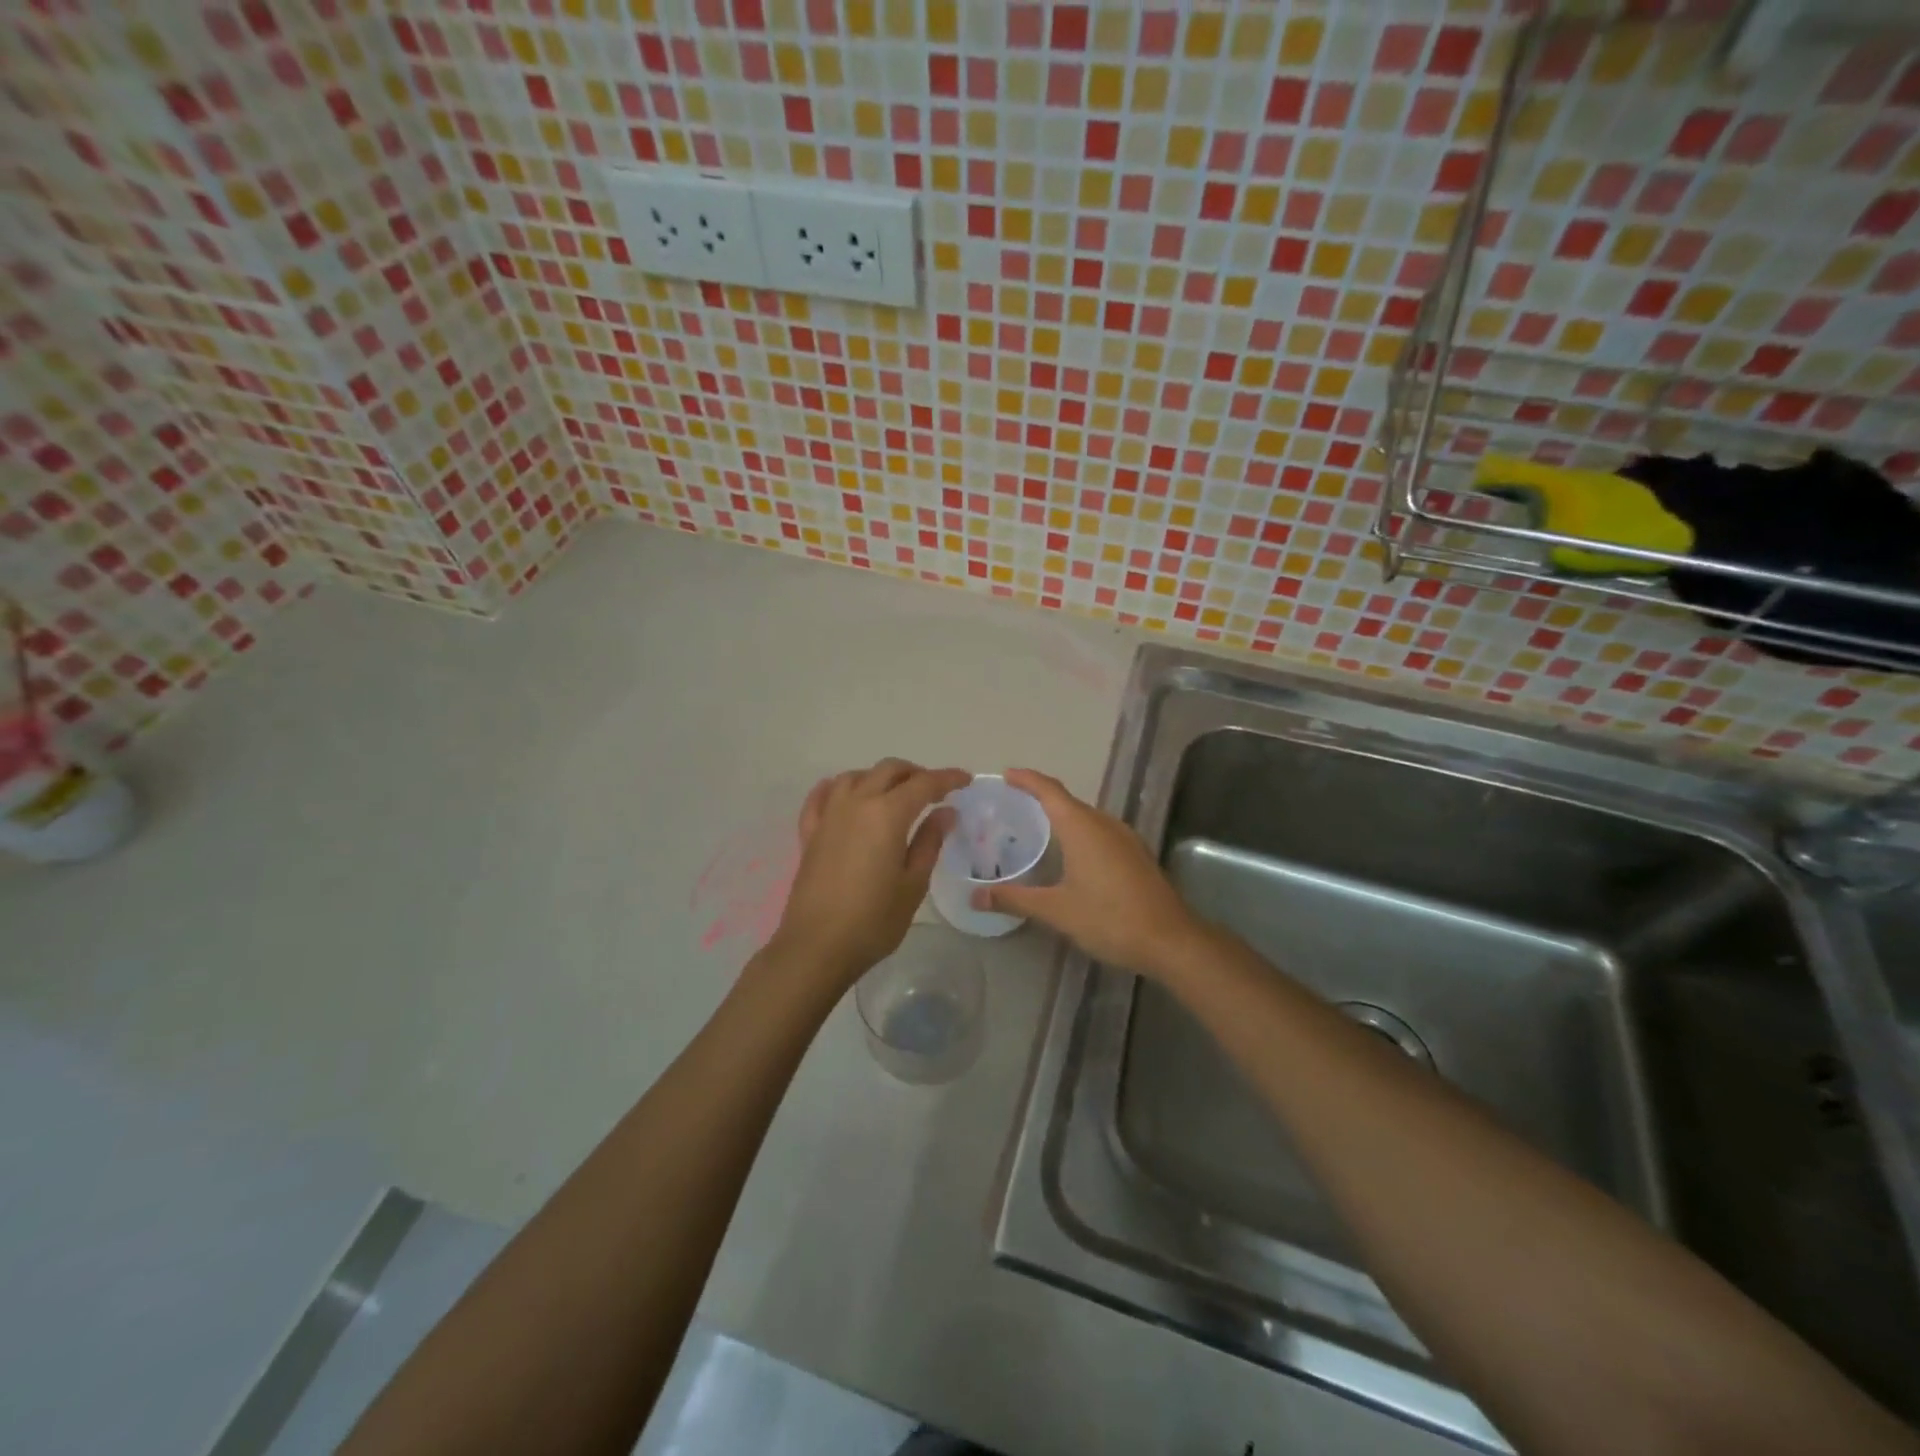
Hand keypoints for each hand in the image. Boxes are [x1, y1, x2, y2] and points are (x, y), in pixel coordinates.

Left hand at [766, 758, 970, 989]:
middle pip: (888, 770)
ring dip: (879, 777)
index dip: (947, 778)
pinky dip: (838, 788)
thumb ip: (930, 842)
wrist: (817, 946)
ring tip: (894, 793)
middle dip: (915, 773)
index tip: (965, 780)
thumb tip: (945, 812)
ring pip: (855, 776)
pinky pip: (821, 796)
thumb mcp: (913, 884)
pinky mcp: (809, 833)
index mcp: (887, 814)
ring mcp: (829, 816)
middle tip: (934, 790)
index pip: (923, 784)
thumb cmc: (874, 920)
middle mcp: (856, 803)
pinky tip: (845, 795)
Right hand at [969, 768, 1202, 979]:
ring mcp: (1125, 838)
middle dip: (1040, 798)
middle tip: (1012, 806)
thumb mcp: (1056, 910)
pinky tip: (1071, 855)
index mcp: (1082, 827)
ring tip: (1036, 828)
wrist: (1171, 940)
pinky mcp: (1136, 855)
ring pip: (1087, 817)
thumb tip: (975, 896)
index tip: (1006, 775)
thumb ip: (1015, 898)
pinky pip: (1100, 832)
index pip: (1049, 790)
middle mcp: (1104, 823)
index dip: (1027, 780)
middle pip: (1068, 801)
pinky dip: (1079, 833)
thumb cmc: (1109, 918)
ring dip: (1062, 817)